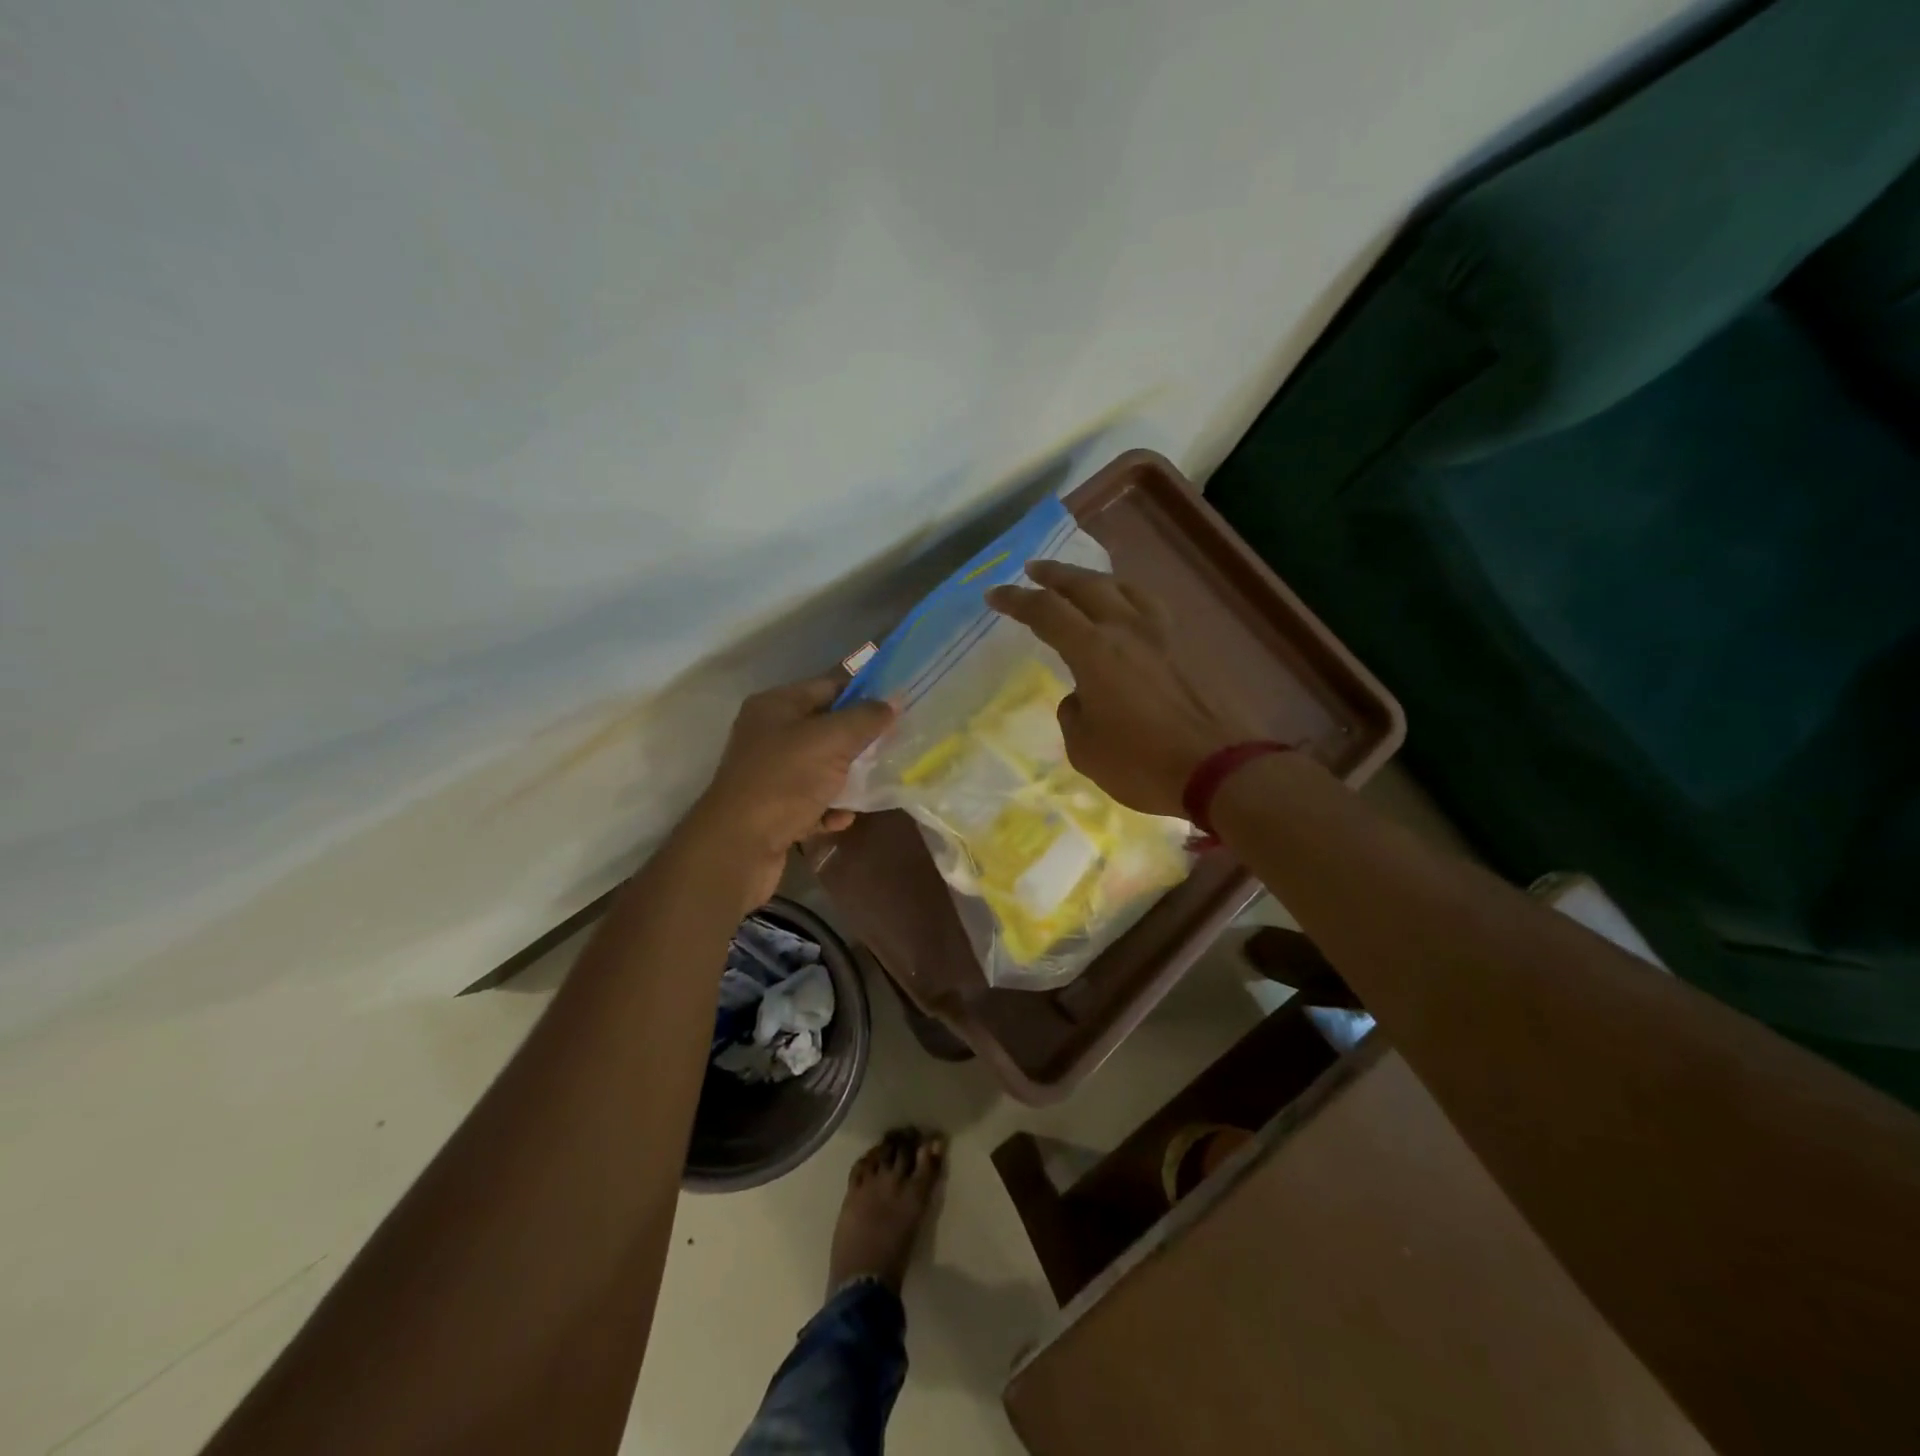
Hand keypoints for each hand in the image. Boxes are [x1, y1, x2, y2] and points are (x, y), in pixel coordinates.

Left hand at [682, 675, 894, 908]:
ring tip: (876, 783)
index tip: (899, 705)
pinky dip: (830, 808)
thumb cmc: (785, 781)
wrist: (739, 847)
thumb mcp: (831, 741)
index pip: (829, 686)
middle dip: (860, 738)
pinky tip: (842, 819)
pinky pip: (811, 801)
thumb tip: (893, 701)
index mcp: (777, 706)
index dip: (864, 692)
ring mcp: (770, 773)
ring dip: (848, 777)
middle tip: (895, 745)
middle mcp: (769, 734)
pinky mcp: (773, 809)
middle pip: (826, 728)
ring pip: (821, 767)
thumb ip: (866, 718)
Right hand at [986, 562, 1258, 817]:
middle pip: (1086, 585)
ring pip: (1125, 587)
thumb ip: (1074, 714)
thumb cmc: (1141, 763)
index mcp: (1094, 650)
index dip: (1017, 600)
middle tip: (1034, 570)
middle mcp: (1127, 629)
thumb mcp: (1085, 749)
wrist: (1219, 768)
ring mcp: (1162, 635)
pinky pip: (1150, 607)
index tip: (995, 594)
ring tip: (1082, 582)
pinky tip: (1128, 610)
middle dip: (1055, 575)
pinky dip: (1128, 598)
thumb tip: (1082, 698)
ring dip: (1095, 579)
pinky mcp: (1187, 648)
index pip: (1047, 612)